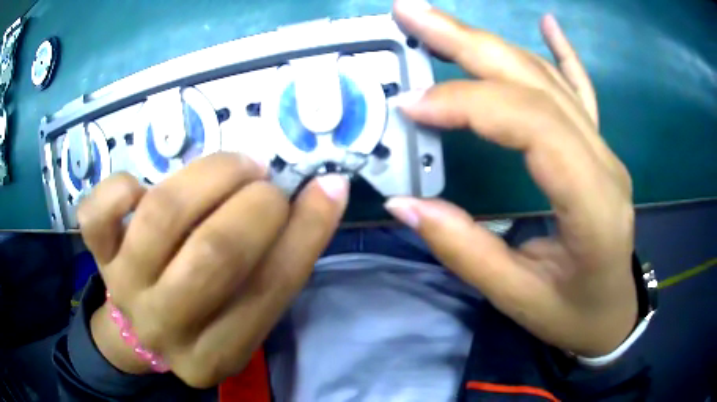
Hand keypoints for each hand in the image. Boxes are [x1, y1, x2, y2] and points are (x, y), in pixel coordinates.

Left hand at [78, 153, 348, 387]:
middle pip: (214, 253)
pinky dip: (122, 186)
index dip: (305, 231)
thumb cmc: (201, 317)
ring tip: (235, 167)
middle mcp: (167, 326)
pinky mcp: (98, 255)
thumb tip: (324, 193)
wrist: (138, 331)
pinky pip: (98, 213)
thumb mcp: (243, 311)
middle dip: (255, 204)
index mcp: (217, 353)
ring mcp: (125, 286)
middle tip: (267, 182)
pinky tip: (143, 187)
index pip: (269, 289)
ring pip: (163, 215)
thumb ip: (278, 261)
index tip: (328, 187)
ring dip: (210, 176)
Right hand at [387, 0, 635, 356]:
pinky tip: (548, 24)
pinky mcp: (599, 148)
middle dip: (467, 41)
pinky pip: (581, 90)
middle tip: (411, 13)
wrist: (612, 314)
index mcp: (593, 203)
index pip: (532, 125)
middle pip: (535, 82)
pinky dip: (561, 52)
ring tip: (440, 22)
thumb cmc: (573, 314)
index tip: (411, 105)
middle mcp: (603, 161)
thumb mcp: (519, 299)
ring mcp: (604, 148)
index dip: (468, 103)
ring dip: (489, 42)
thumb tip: (405, 203)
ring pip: (546, 78)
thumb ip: (465, 250)